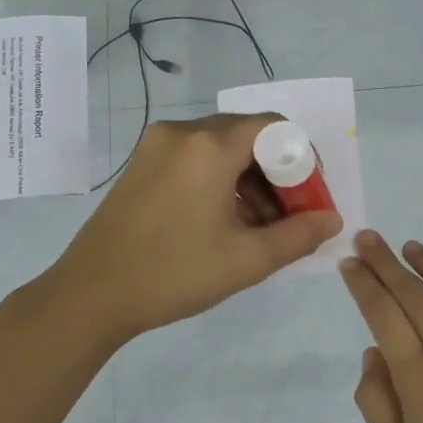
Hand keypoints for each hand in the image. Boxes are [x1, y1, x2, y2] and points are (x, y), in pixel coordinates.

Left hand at [46, 112, 341, 343]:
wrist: (91, 295)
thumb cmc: (174, 274)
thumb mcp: (247, 259)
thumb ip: (299, 235)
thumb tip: (332, 218)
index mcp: (209, 146)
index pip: (274, 127)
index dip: (303, 158)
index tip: (310, 197)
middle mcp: (182, 132)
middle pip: (248, 135)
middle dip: (278, 172)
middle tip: (291, 215)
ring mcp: (156, 146)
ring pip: (221, 148)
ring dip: (250, 179)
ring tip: (261, 227)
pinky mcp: (141, 164)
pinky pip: (195, 159)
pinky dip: (221, 181)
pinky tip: (226, 222)